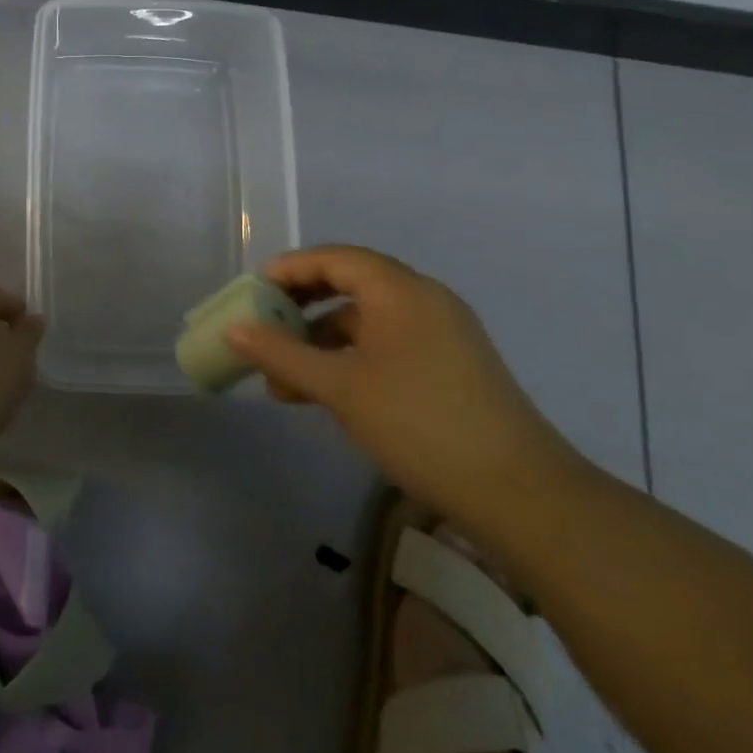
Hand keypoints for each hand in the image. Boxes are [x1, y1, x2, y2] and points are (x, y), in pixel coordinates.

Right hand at [228, 245, 580, 523]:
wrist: (519, 493)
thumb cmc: (419, 424)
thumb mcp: (340, 388)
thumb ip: (282, 355)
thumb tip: (233, 330)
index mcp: (400, 290)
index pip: (334, 258)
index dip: (289, 270)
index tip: (253, 293)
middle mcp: (423, 299)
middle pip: (350, 284)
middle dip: (302, 306)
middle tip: (265, 329)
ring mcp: (442, 333)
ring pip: (367, 320)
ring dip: (322, 341)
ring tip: (285, 381)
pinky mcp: (450, 366)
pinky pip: (387, 345)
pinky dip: (352, 359)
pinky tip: (328, 394)